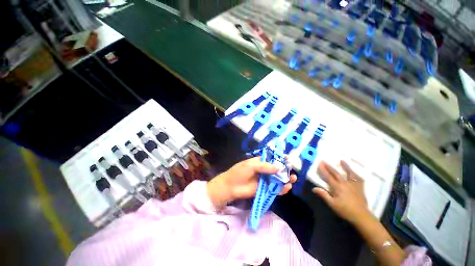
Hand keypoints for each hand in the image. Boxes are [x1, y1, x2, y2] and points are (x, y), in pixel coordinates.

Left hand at [207, 157, 296, 208]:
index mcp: (260, 162)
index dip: (279, 158)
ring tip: (293, 178)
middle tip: (291, 169)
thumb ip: (265, 166)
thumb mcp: (251, 165)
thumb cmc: (239, 172)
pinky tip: (287, 187)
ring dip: (285, 179)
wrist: (231, 186)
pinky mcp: (264, 190)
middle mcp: (264, 170)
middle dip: (284, 169)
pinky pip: (275, 189)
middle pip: (277, 169)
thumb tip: (279, 167)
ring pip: (277, 179)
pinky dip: (281, 189)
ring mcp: (265, 180)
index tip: (287, 159)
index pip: (272, 158)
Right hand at [312, 161, 370, 223]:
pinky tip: (354, 172)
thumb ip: (323, 195)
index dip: (323, 170)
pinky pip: (358, 179)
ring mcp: (353, 185)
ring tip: (341, 160)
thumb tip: (314, 188)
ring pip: (349, 173)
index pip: (328, 177)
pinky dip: (356, 174)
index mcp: (337, 187)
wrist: (362, 216)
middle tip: (324, 161)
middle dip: (329, 167)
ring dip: (345, 167)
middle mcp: (345, 184)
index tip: (319, 163)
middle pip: (336, 173)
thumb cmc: (345, 210)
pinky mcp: (360, 188)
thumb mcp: (332, 204)